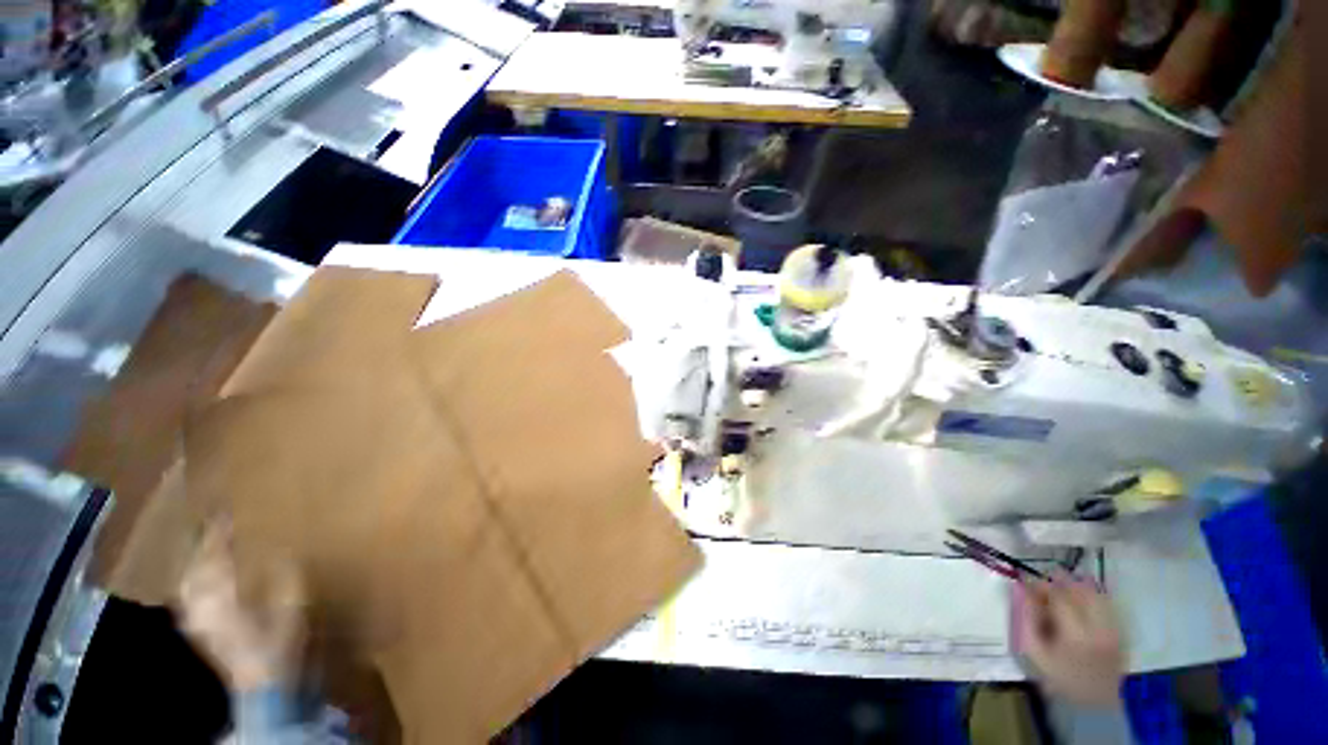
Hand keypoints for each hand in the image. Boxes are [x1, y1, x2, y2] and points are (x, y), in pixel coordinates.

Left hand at [177, 521, 304, 691]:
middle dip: (201, 545)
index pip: (216, 558)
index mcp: (224, 596)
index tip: (225, 514)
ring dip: (193, 561)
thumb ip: (285, 579)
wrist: (260, 687)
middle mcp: (202, 605)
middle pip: (194, 568)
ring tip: (203, 546)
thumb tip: (281, 552)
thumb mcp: (291, 609)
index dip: (219, 535)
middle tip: (211, 525)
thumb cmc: (278, 644)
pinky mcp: (198, 630)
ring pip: (187, 581)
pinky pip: (188, 596)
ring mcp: (196, 620)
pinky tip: (197, 578)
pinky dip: (192, 579)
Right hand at [1011, 575, 1124, 706]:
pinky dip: (1091, 597)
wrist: (1095, 701)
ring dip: (1076, 587)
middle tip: (1044, 585)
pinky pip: (1106, 604)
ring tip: (1061, 591)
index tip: (1026, 581)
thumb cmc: (1060, 675)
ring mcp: (1114, 629)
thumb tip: (1021, 588)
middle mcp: (1099, 628)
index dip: (1041, 585)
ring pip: (1096, 594)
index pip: (1059, 596)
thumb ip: (1028, 617)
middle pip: (1081, 591)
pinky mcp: (1121, 631)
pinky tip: (1079, 602)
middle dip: (1060, 582)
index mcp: (1076, 634)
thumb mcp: (1036, 650)